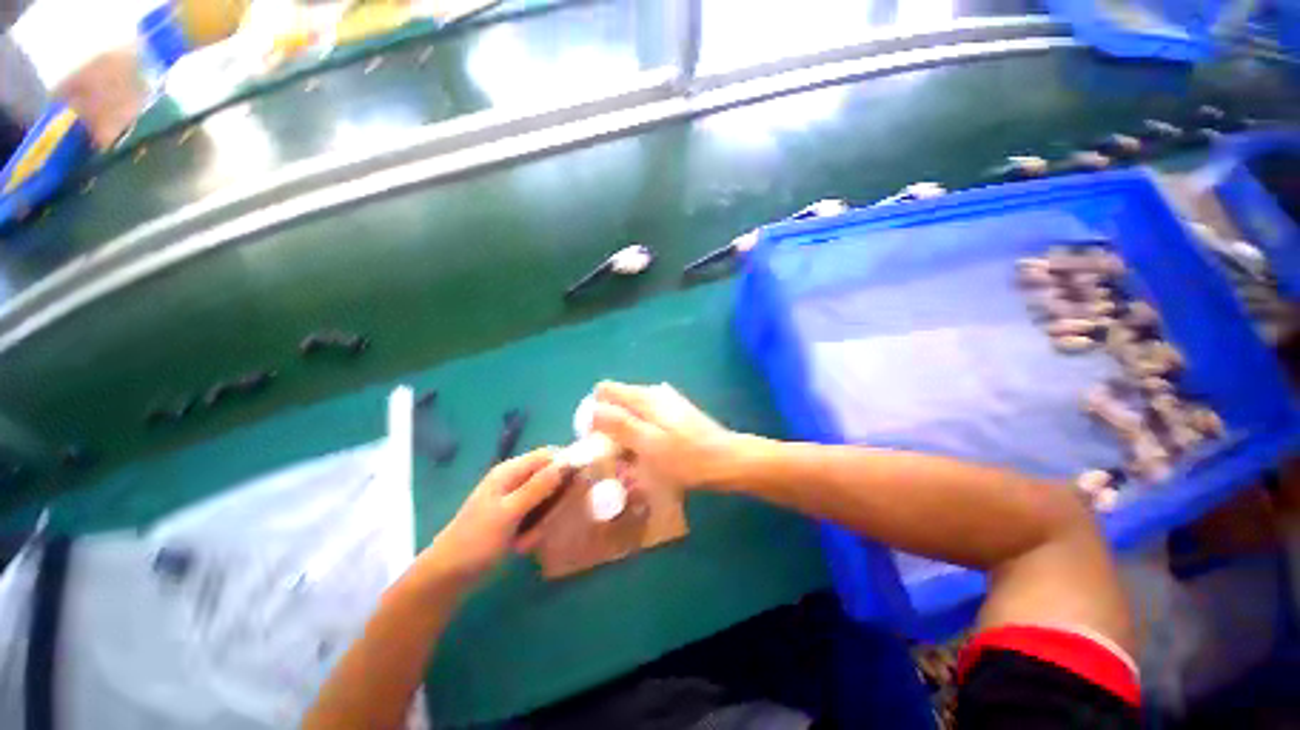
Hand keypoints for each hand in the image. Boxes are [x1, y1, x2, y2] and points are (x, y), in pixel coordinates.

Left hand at [418, 449, 565, 587]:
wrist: (447, 576)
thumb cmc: (476, 540)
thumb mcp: (509, 513)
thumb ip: (538, 487)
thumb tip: (567, 463)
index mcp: (510, 471)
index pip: (549, 455)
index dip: (568, 463)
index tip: (584, 481)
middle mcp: (515, 479)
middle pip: (551, 475)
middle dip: (556, 498)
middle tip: (551, 521)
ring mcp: (515, 498)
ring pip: (547, 497)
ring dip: (545, 517)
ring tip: (530, 538)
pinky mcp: (516, 515)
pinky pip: (538, 513)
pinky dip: (537, 527)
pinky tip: (524, 543)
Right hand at [591, 381, 736, 492]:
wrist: (727, 460)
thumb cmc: (686, 457)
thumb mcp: (648, 444)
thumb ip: (619, 425)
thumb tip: (591, 410)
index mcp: (643, 397)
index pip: (605, 390)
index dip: (593, 411)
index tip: (594, 438)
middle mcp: (652, 393)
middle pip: (617, 402)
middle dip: (608, 425)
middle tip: (613, 454)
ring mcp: (666, 402)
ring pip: (632, 412)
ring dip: (624, 432)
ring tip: (629, 458)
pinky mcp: (674, 414)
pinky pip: (646, 420)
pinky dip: (640, 433)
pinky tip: (648, 452)